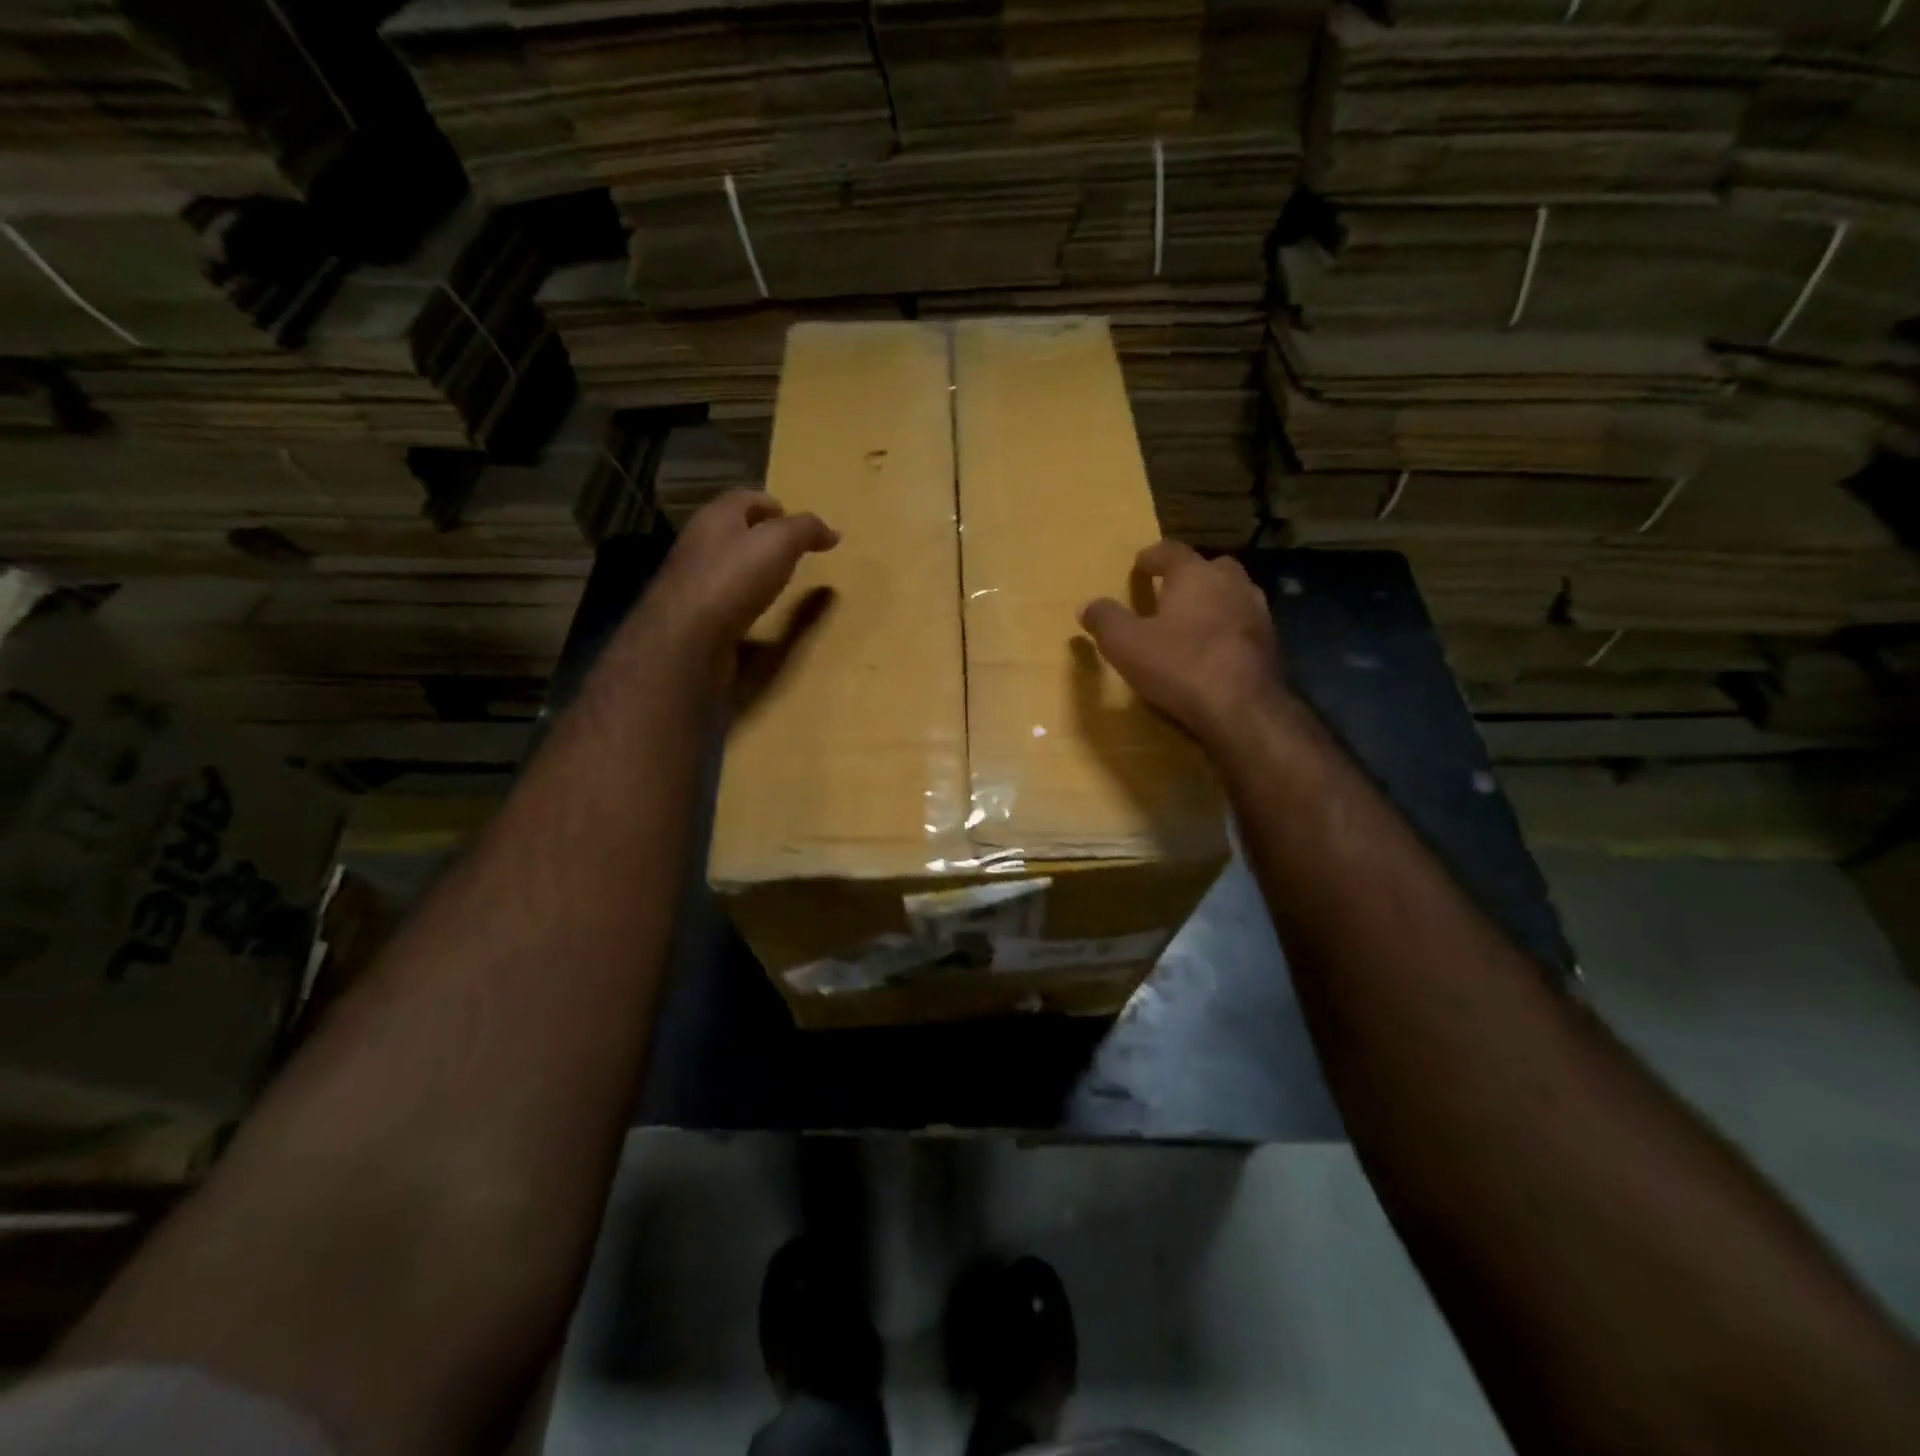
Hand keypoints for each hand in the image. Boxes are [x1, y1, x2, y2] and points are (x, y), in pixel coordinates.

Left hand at [641, 490, 838, 690]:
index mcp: (715, 516)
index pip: (745, 498)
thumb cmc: (734, 579)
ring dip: (750, 570)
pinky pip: (724, 598)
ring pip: (727, 564)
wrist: (687, 638)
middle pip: (734, 531)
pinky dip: (742, 600)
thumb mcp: (779, 543)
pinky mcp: (693, 614)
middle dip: (761, 537)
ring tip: (779, 583)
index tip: (797, 525)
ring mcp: (692, 580)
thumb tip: (832, 532)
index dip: (773, 506)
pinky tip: (756, 612)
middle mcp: (698, 542)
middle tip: (792, 553)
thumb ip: (806, 530)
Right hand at [1079, 541, 1291, 752]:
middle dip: (1190, 575)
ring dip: (1213, 601)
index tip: (1140, 564)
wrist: (1244, 708)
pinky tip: (1216, 649)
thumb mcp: (1126, 644)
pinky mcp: (1272, 643)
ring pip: (1233, 595)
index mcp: (1195, 575)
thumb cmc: (1180, 666)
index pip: (1171, 551)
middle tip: (1170, 591)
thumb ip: (1105, 620)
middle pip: (1210, 567)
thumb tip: (1087, 606)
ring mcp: (1257, 612)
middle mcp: (1231, 583)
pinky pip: (1244, 625)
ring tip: (1193, 621)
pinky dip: (1229, 629)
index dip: (1152, 556)